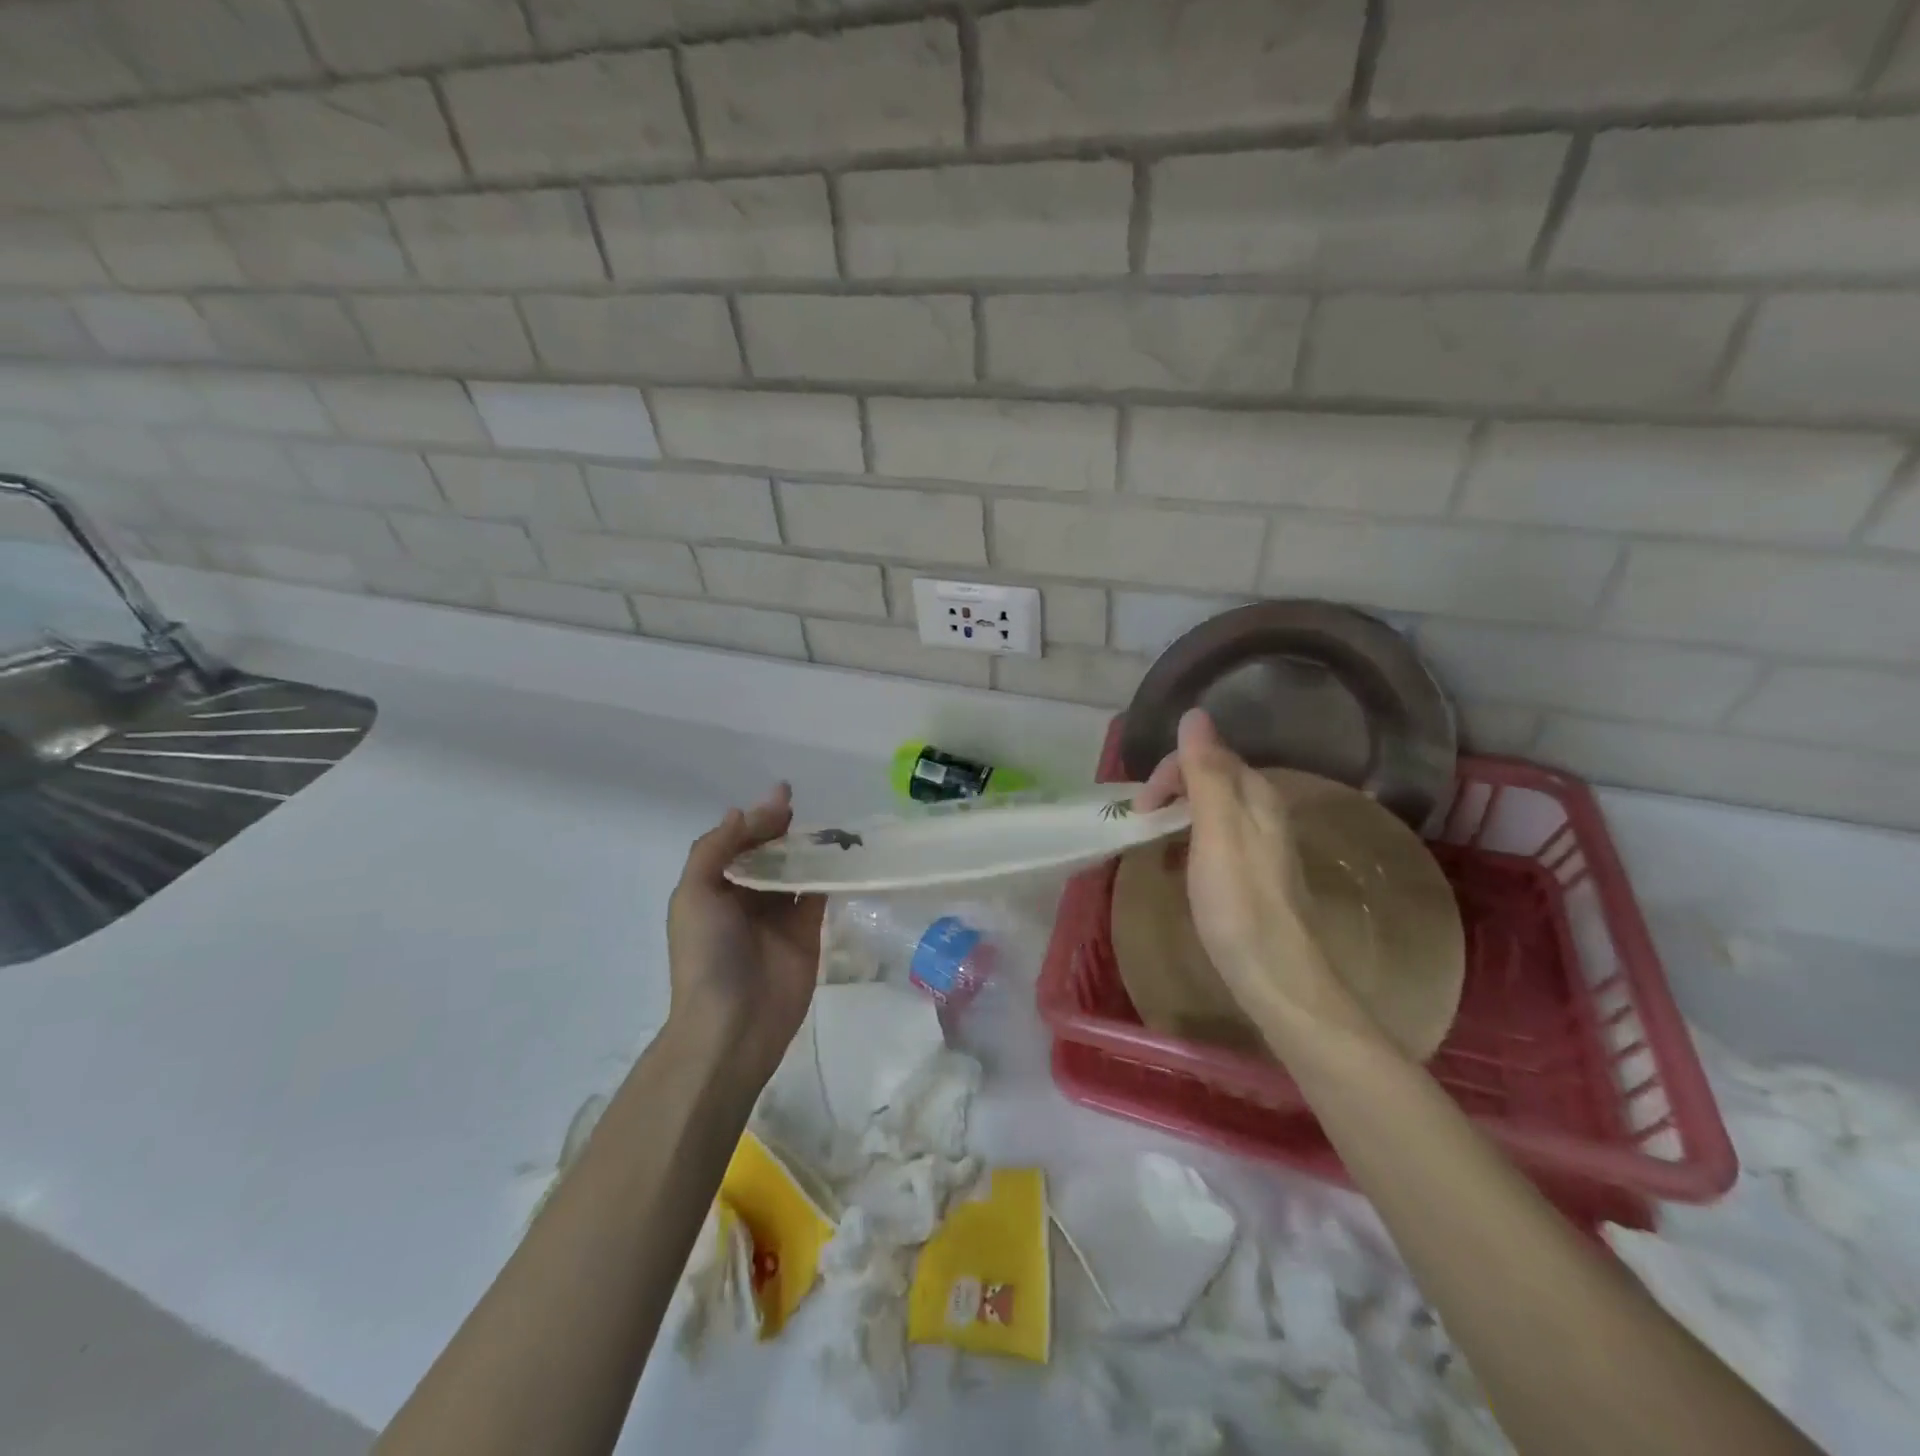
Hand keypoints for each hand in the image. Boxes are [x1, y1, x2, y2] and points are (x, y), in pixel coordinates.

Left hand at [666, 784, 823, 1080]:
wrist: (734, 1023)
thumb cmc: (707, 955)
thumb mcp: (694, 894)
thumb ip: (716, 849)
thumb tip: (742, 811)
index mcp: (714, 888)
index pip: (738, 843)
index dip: (757, 819)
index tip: (781, 797)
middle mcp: (745, 898)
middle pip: (768, 853)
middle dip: (782, 828)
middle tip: (801, 807)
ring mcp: (778, 915)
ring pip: (795, 870)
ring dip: (807, 847)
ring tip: (827, 825)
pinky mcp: (808, 931)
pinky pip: (818, 894)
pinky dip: (828, 874)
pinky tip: (840, 853)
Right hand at [1136, 710, 1375, 1044]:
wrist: (1276, 976)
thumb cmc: (1238, 902)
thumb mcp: (1216, 830)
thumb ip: (1205, 772)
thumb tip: (1195, 713)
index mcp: (1256, 796)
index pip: (1208, 756)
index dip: (1168, 771)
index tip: (1142, 808)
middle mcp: (1264, 812)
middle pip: (1211, 778)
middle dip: (1171, 790)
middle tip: (1142, 823)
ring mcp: (1261, 845)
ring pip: (1212, 809)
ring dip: (1177, 814)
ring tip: (1153, 840)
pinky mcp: (1253, 874)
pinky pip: (1215, 837)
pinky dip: (1188, 840)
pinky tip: (1178, 864)